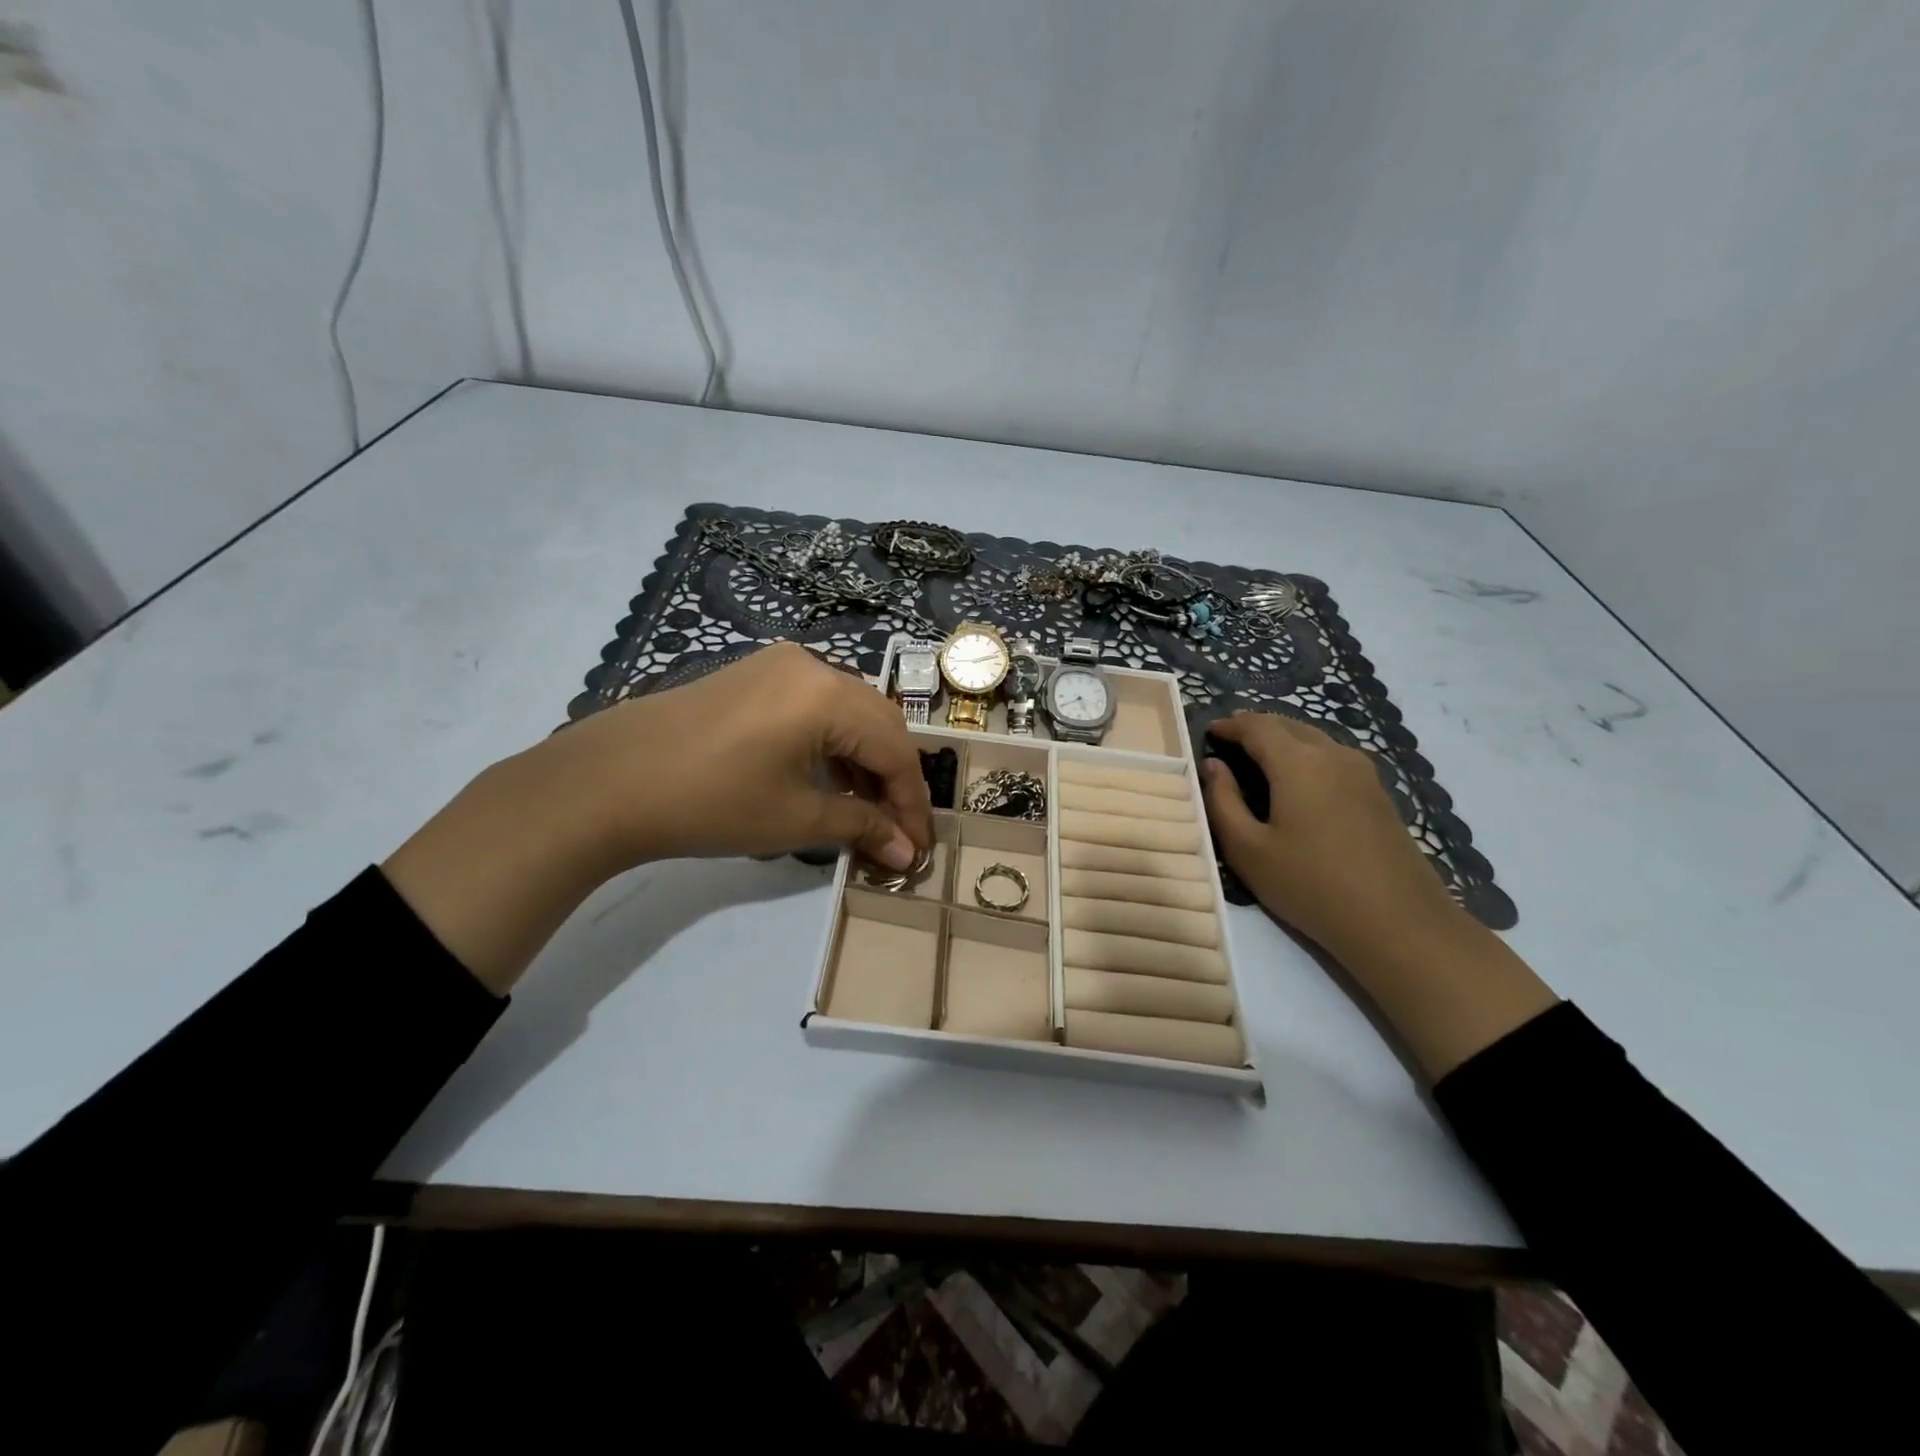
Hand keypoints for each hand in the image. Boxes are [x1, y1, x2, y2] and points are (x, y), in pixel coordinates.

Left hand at [549, 641, 931, 869]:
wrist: (607, 781)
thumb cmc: (711, 802)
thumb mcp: (795, 819)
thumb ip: (860, 827)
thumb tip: (905, 852)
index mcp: (829, 694)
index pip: (895, 749)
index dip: (912, 802)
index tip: (918, 847)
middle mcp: (813, 665)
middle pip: (878, 722)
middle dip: (894, 779)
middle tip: (897, 830)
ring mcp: (780, 664)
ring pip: (848, 711)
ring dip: (864, 760)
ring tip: (866, 811)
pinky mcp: (754, 674)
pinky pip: (814, 706)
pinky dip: (832, 743)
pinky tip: (828, 779)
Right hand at [1202, 711, 1459, 963]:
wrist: (1398, 923)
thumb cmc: (1311, 885)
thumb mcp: (1248, 850)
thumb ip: (1222, 801)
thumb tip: (1212, 766)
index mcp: (1298, 762)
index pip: (1256, 725)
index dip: (1229, 724)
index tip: (1208, 732)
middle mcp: (1333, 754)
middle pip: (1288, 725)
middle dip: (1255, 727)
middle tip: (1228, 742)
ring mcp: (1362, 772)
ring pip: (1314, 738)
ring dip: (1282, 739)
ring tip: (1257, 758)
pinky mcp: (1378, 793)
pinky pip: (1332, 757)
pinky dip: (1306, 756)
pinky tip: (1296, 782)